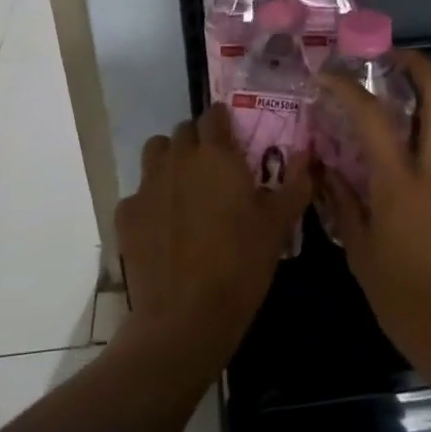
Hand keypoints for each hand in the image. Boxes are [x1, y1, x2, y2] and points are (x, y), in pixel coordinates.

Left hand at [116, 105, 310, 363]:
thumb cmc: (241, 264)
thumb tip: (304, 155)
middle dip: (198, 142)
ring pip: (155, 153)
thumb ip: (294, 184)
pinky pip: (138, 193)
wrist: (185, 316)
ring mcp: (147, 185)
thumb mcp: (278, 225)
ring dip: (169, 160)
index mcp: (216, 154)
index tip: (234, 139)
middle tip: (214, 170)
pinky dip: (150, 201)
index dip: (223, 123)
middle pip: (183, 131)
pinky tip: (163, 227)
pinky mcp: (126, 214)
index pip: (214, 115)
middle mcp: (178, 159)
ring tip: (185, 188)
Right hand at [321, 53, 430, 375]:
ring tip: (390, 96)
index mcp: (403, 184)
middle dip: (418, 65)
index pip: (374, 117)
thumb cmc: (408, 301)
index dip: (348, 88)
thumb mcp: (362, 255)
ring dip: (425, 95)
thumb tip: (326, 173)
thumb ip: (343, 205)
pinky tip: (402, 147)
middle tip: (387, 59)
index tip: (328, 75)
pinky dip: (428, 129)